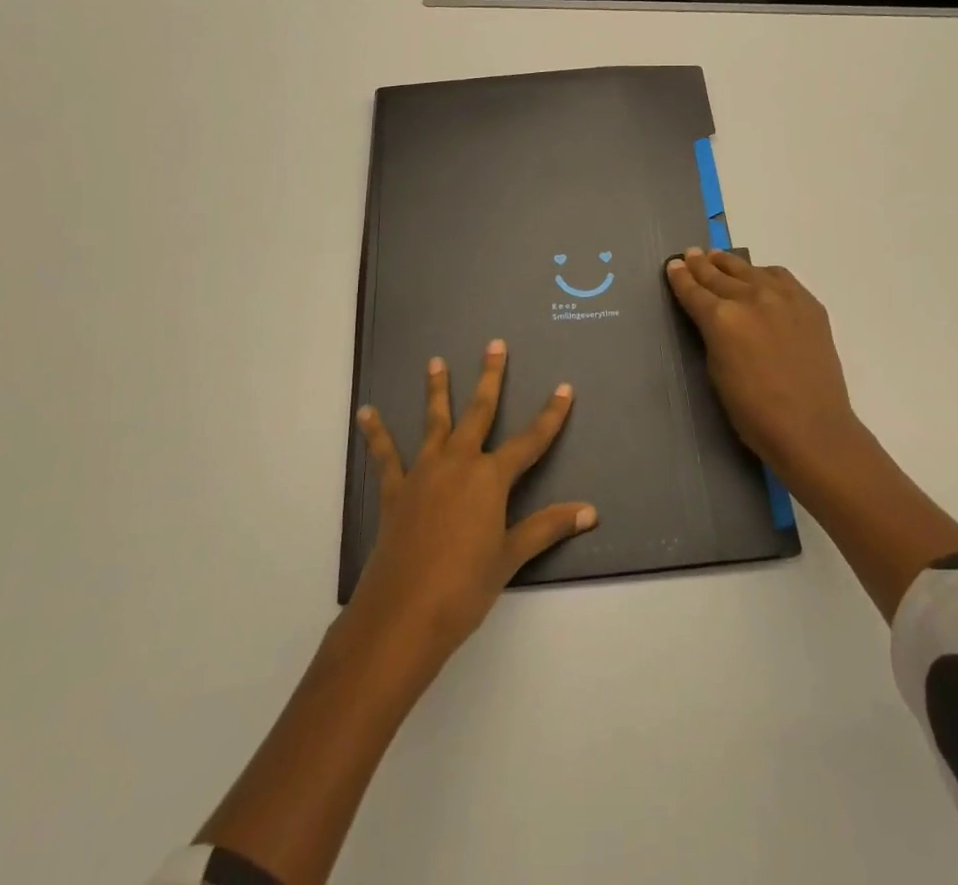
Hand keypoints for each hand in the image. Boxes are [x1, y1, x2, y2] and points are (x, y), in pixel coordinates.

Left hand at [349, 340, 597, 674]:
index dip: (551, 414)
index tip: (564, 388)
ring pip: (434, 421)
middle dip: (490, 377)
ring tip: (435, 361)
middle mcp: (459, 462)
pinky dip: (376, 433)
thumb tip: (590, 511)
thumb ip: (547, 527)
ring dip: (436, 390)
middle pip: (479, 412)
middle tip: (495, 344)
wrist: (403, 614)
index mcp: (491, 478)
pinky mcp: (395, 490)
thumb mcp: (511, 556)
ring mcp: (424, 472)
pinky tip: (367, 413)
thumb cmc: (464, 587)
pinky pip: (386, 455)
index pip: (530, 440)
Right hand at [665, 248, 863, 482]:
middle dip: (701, 265)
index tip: (673, 265)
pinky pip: (780, 277)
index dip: (681, 278)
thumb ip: (712, 335)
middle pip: (718, 275)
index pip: (694, 291)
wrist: (812, 428)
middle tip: (690, 255)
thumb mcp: (717, 372)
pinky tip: (758, 275)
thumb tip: (711, 317)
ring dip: (729, 264)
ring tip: (717, 257)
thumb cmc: (754, 412)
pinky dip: (763, 273)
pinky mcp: (808, 303)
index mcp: (722, 318)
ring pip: (749, 270)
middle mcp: (751, 298)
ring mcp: (783, 297)